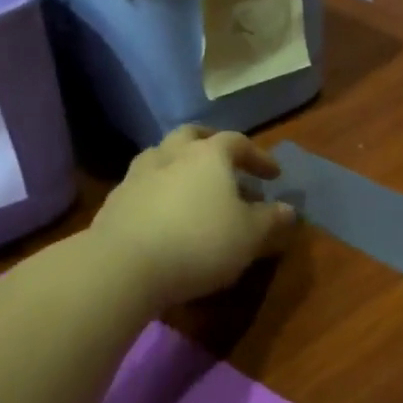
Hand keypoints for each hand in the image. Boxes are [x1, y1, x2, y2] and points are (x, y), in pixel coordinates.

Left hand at [91, 126, 295, 309]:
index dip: (259, 157)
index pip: (238, 142)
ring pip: (162, 156)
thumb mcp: (250, 236)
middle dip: (211, 144)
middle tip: (226, 163)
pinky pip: (143, 185)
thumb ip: (270, 219)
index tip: (274, 176)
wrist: (123, 266)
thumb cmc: (199, 243)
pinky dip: (159, 191)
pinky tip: (164, 214)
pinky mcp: (114, 201)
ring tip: (192, 188)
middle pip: (192, 136)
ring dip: (180, 165)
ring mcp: (138, 175)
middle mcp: (171, 154)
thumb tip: (289, 210)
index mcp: (208, 155)